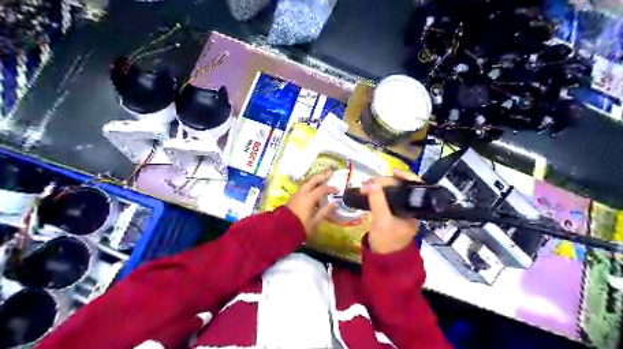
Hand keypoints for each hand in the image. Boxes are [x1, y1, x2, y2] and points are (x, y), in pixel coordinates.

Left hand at [289, 170, 337, 235]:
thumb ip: (325, 211)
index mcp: (308, 198)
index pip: (322, 189)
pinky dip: (311, 185)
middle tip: (330, 172)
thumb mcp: (315, 221)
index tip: (338, 190)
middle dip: (322, 175)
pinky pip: (304, 188)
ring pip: (307, 183)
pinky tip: (314, 188)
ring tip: (323, 178)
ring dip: (315, 179)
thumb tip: (334, 204)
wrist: (283, 230)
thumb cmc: (301, 226)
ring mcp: (296, 195)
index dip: (330, 188)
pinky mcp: (293, 198)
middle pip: (313, 180)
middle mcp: (302, 193)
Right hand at [361, 167, 417, 252]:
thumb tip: (371, 184)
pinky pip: (385, 196)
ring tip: (365, 185)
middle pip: (401, 186)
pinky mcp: (390, 210)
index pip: (414, 187)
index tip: (393, 171)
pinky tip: (368, 190)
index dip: (405, 176)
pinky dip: (377, 192)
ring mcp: (399, 208)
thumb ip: (377, 202)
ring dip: (379, 186)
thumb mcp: (382, 222)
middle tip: (369, 182)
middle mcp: (409, 206)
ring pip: (392, 190)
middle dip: (386, 182)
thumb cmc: (387, 241)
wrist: (383, 258)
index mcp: (414, 209)